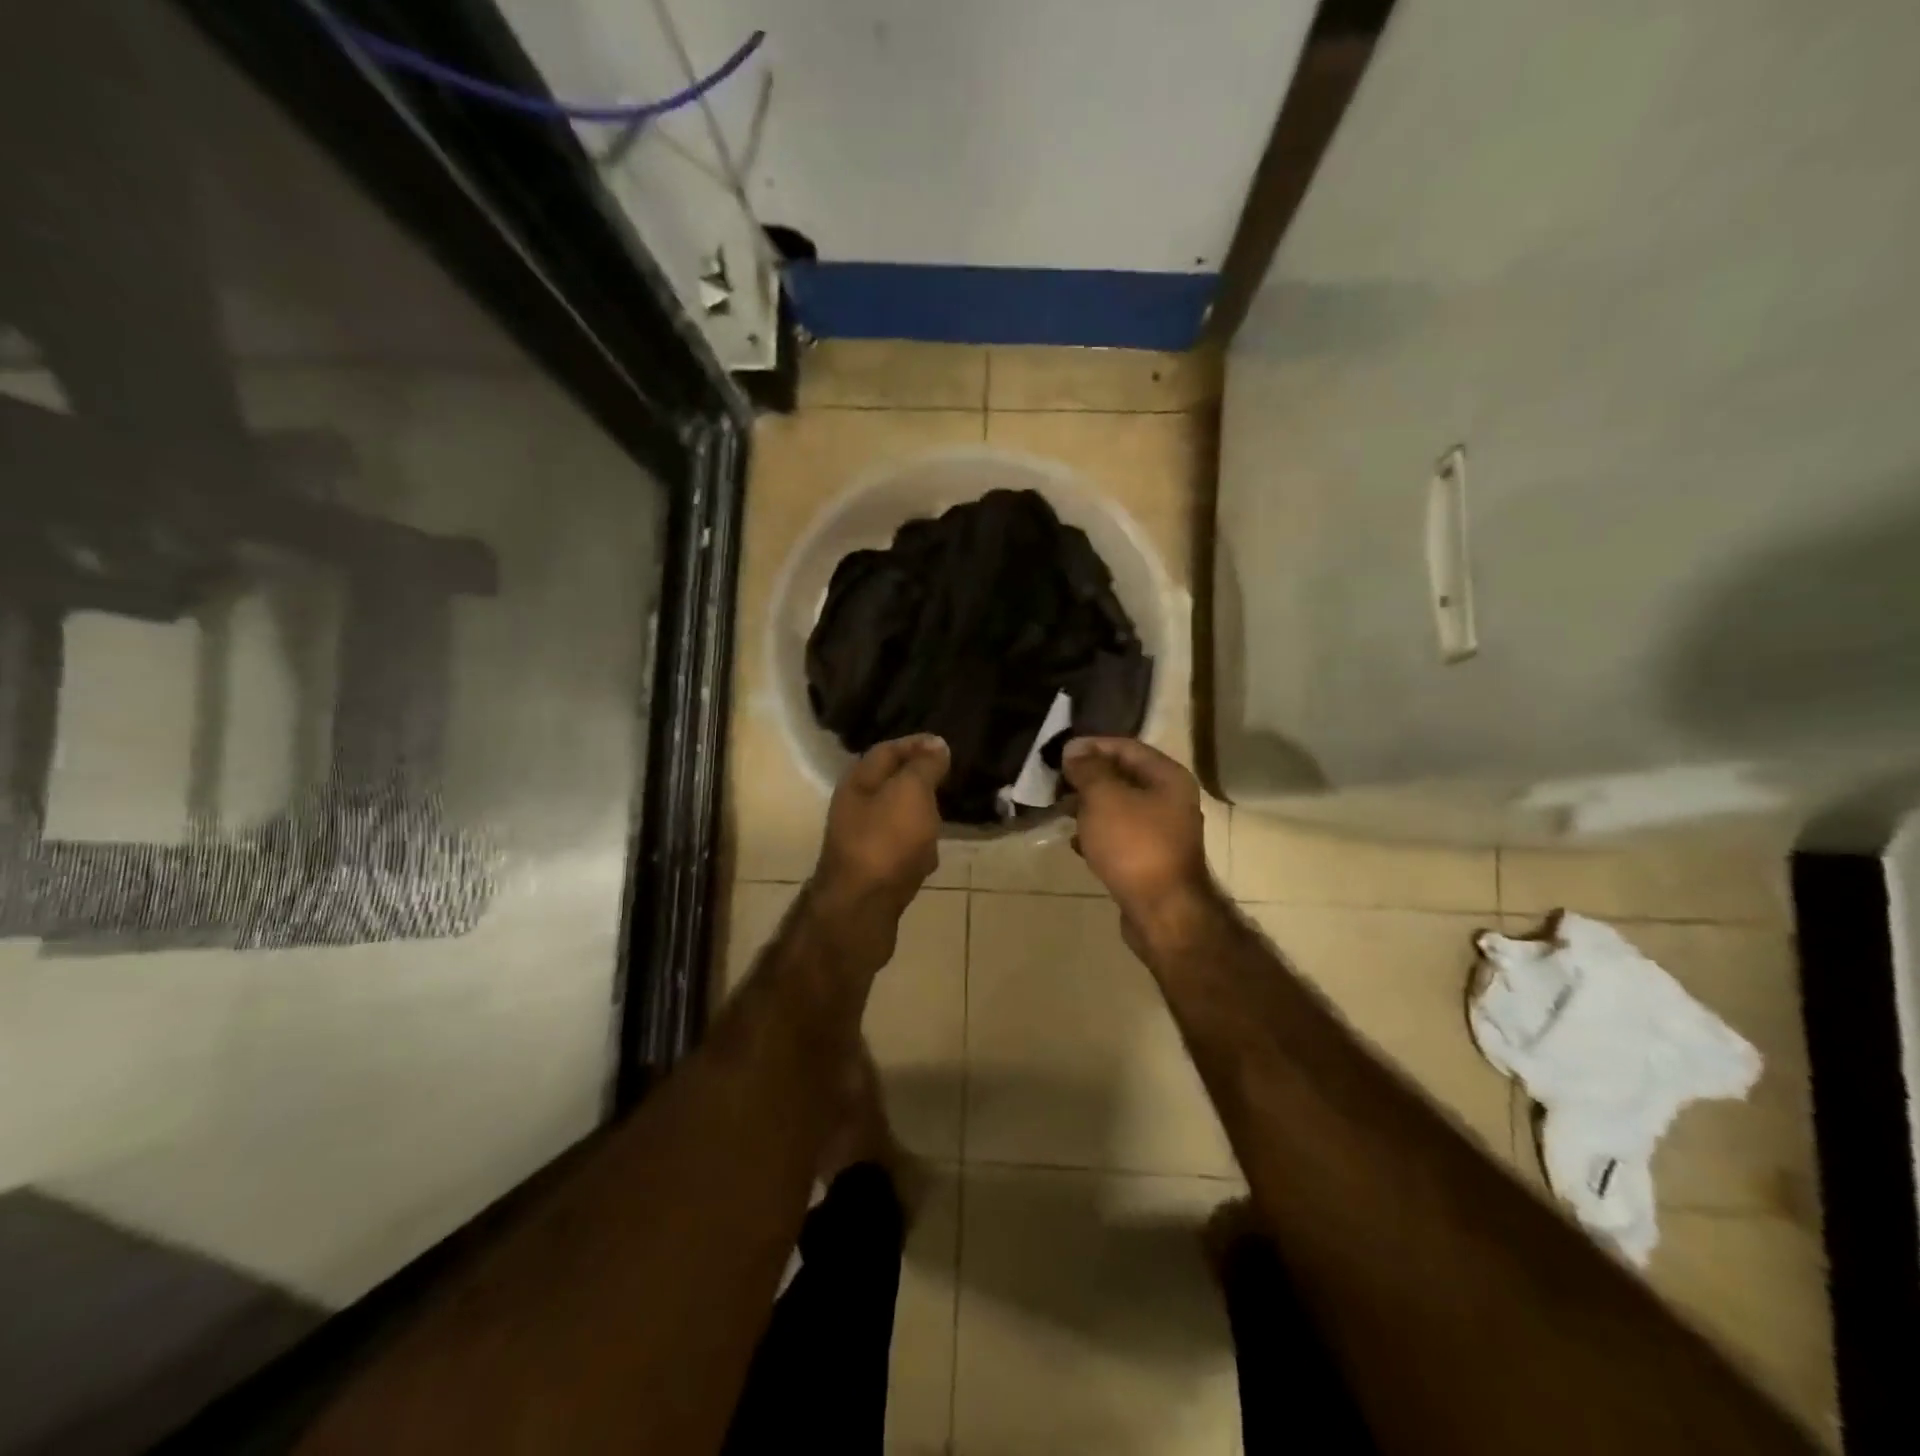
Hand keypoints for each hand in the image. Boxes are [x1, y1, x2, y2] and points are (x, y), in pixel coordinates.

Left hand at [810, 735, 948, 934]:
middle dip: (920, 780)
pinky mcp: (874, 871)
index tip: (946, 746)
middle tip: (950, 778)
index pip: (888, 750)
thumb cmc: (886, 841)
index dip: (916, 744)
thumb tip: (936, 744)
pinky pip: (900, 849)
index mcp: (858, 782)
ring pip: (897, 818)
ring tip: (946, 813)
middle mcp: (855, 808)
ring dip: (921, 814)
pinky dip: (918, 847)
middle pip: (891, 784)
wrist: (862, 909)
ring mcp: (863, 841)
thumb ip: (924, 767)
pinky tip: (931, 855)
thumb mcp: (910, 792)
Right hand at [1061, 737, 1214, 949]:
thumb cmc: (1134, 845)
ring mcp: (1164, 833)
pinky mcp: (1152, 860)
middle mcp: (1172, 800)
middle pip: (1124, 777)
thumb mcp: (1104, 798)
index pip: (1126, 747)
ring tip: (1061, 810)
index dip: (1092, 746)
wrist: (1163, 912)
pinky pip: (1121, 837)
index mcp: (1168, 777)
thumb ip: (1088, 769)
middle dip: (1088, 778)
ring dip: (1090, 806)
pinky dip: (1098, 834)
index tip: (1059, 754)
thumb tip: (1074, 751)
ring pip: (1120, 808)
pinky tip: (1077, 843)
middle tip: (1056, 782)